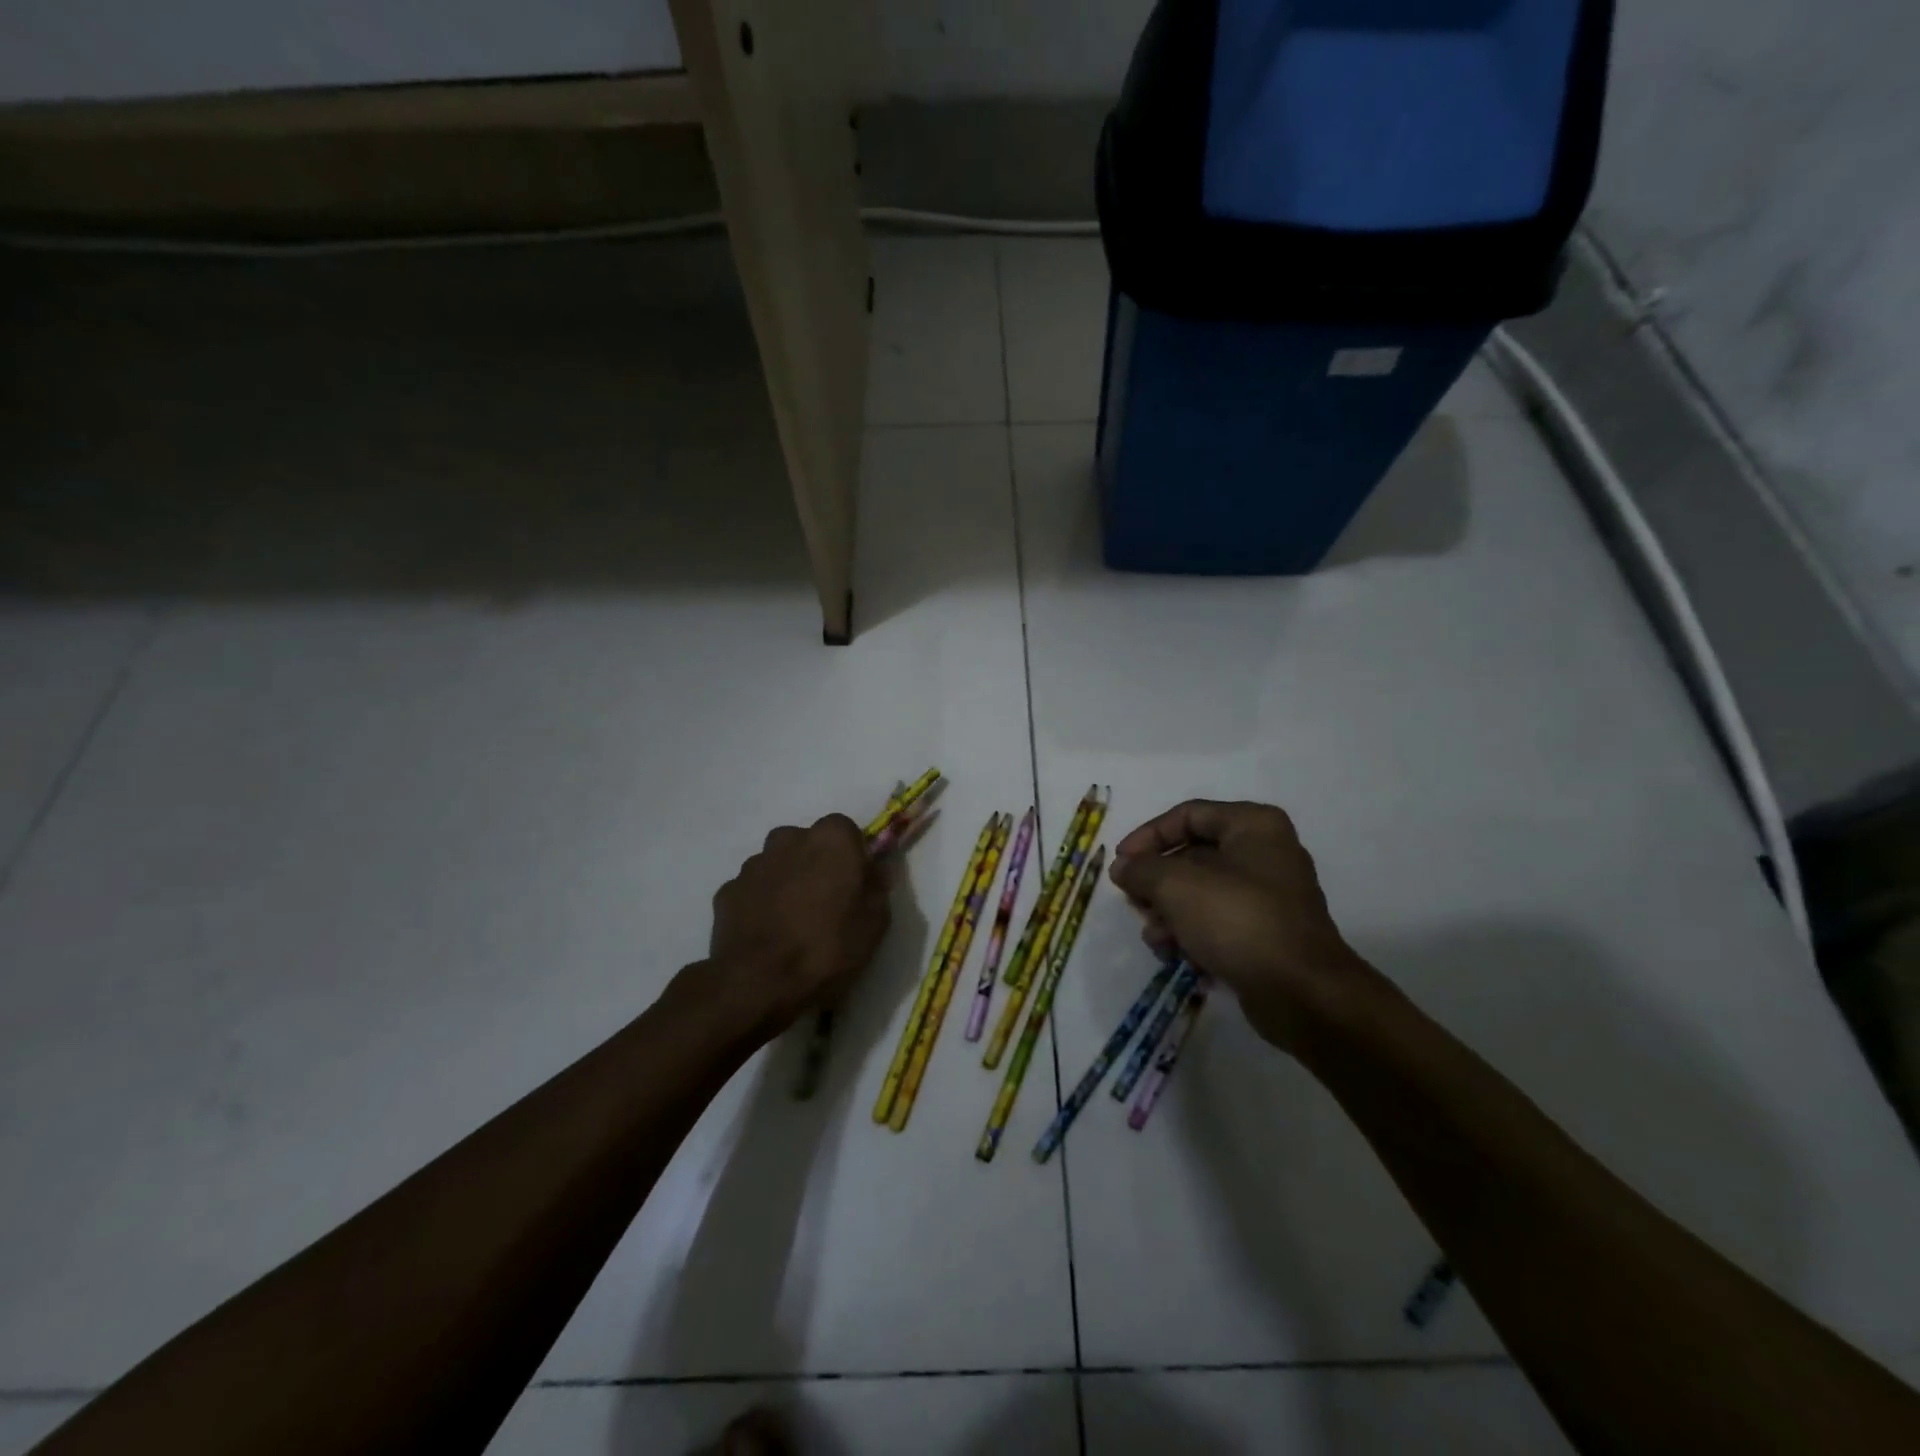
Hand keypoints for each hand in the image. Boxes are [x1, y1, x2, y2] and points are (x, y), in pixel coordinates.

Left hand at [703, 814, 891, 1040]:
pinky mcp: (728, 890)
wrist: (758, 983)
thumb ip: (876, 886)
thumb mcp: (875, 922)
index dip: (852, 857)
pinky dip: (761, 903)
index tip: (856, 886)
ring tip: (794, 923)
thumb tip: (872, 871)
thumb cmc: (827, 947)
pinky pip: (753, 890)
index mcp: (831, 838)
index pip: (846, 831)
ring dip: (787, 882)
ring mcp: (753, 864)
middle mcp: (789, 839)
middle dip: (817, 864)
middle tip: (826, 904)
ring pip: (778, 864)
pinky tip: (768, 934)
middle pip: (808, 843)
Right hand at [1109, 800, 1384, 1052]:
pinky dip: (1194, 935)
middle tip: (1134, 904)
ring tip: (1156, 940)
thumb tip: (1123, 868)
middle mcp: (1265, 853)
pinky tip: (1177, 957)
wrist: (1301, 993)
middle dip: (1157, 883)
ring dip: (1170, 914)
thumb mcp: (1176, 885)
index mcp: (1253, 826)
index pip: (1187, 815)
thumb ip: (1142, 869)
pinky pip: (1219, 923)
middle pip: (1192, 856)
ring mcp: (1269, 897)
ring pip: (1202, 893)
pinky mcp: (1268, 935)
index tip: (1121, 864)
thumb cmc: (1238, 920)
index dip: (1148, 836)